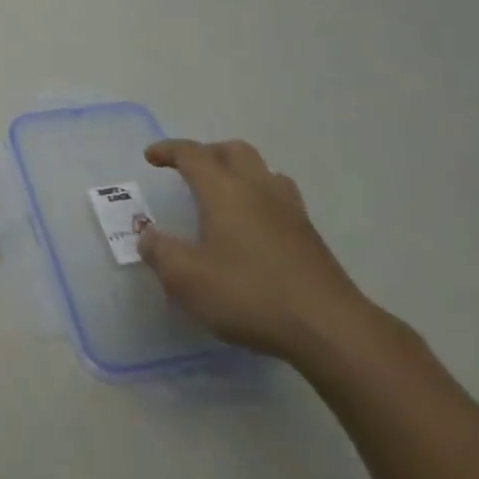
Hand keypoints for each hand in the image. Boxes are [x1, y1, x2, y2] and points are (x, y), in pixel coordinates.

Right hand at [138, 138, 371, 364]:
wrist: (330, 328)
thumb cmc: (249, 294)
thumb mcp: (187, 279)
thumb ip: (160, 253)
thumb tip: (148, 237)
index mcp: (224, 190)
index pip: (192, 154)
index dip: (169, 150)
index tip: (151, 156)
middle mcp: (258, 189)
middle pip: (233, 151)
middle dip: (207, 153)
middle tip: (189, 170)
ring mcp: (290, 211)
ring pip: (263, 171)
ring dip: (239, 172)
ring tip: (224, 193)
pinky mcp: (310, 237)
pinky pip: (281, 199)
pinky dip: (260, 198)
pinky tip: (254, 226)